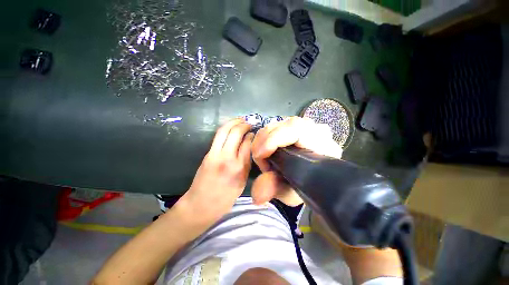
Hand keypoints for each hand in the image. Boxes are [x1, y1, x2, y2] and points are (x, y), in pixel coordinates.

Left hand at [179, 118, 253, 224]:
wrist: (200, 205)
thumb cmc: (225, 198)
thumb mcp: (242, 182)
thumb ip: (246, 163)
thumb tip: (249, 147)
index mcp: (239, 168)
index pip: (247, 144)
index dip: (251, 135)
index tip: (254, 132)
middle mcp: (227, 158)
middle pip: (235, 133)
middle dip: (243, 124)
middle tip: (248, 122)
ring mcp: (215, 154)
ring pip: (224, 131)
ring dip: (233, 122)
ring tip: (240, 120)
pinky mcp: (207, 154)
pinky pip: (218, 136)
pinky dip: (225, 128)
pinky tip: (231, 127)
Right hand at [251, 117, 342, 205]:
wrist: (310, 180)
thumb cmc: (302, 186)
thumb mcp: (287, 191)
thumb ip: (273, 189)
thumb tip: (256, 195)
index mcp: (322, 147)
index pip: (297, 129)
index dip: (274, 139)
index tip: (260, 155)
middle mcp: (318, 132)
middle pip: (285, 124)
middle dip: (265, 140)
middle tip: (260, 158)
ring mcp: (308, 126)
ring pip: (280, 123)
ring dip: (264, 138)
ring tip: (263, 155)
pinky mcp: (298, 126)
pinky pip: (278, 125)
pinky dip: (266, 136)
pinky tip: (265, 148)